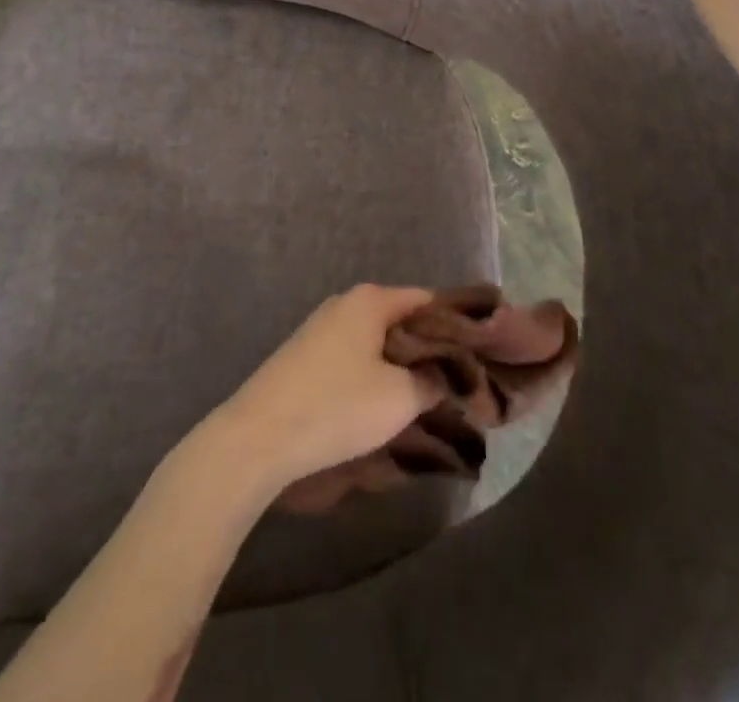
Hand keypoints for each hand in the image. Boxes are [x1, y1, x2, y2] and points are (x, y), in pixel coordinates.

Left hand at [210, 285, 443, 496]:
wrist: (257, 437)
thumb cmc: (336, 407)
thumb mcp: (400, 398)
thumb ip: (434, 380)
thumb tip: (449, 374)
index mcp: (371, 300)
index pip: (428, 300)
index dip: (457, 324)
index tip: (481, 353)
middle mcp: (346, 303)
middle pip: (402, 319)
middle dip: (430, 348)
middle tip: (459, 382)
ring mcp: (322, 328)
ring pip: (377, 340)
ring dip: (401, 365)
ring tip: (427, 398)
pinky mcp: (305, 356)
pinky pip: (355, 356)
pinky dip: (375, 373)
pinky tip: (384, 404)